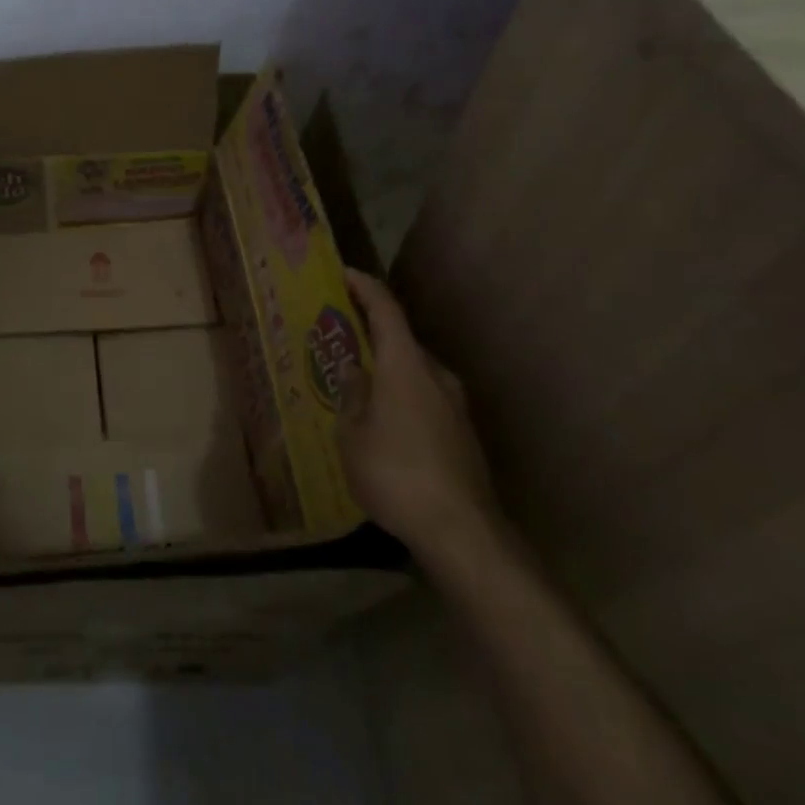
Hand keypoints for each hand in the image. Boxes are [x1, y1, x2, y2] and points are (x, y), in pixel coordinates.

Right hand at [340, 268, 500, 562]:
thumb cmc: (395, 474)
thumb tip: (354, 371)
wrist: (462, 530)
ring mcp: (455, 405)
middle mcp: (435, 376)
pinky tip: (384, 422)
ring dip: (387, 369)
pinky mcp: (463, 433)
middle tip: (340, 339)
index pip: (386, 311)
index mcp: (405, 367)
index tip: (344, 274)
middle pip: (402, 341)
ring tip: (358, 384)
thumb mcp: (353, 436)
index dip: (365, 288)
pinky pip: (425, 398)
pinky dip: (402, 395)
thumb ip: (351, 397)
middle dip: (371, 335)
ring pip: (415, 372)